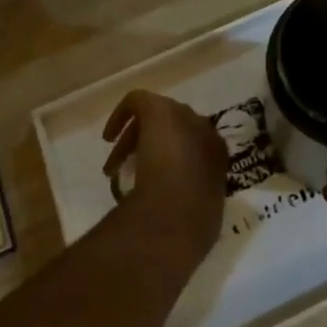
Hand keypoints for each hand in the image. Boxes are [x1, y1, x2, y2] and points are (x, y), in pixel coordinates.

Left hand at [102, 91, 227, 262]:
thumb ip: (199, 207)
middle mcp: (204, 128)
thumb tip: (189, 218)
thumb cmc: (190, 225)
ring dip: (136, 139)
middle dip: (155, 145)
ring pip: (157, 117)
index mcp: (218, 154)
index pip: (196, 147)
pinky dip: (122, 114)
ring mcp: (182, 116)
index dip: (175, 160)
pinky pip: (138, 102)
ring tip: (115, 166)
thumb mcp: (204, 217)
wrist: (175, 214)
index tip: (157, 180)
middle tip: (132, 169)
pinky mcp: (158, 108)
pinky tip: (108, 135)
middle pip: (176, 127)